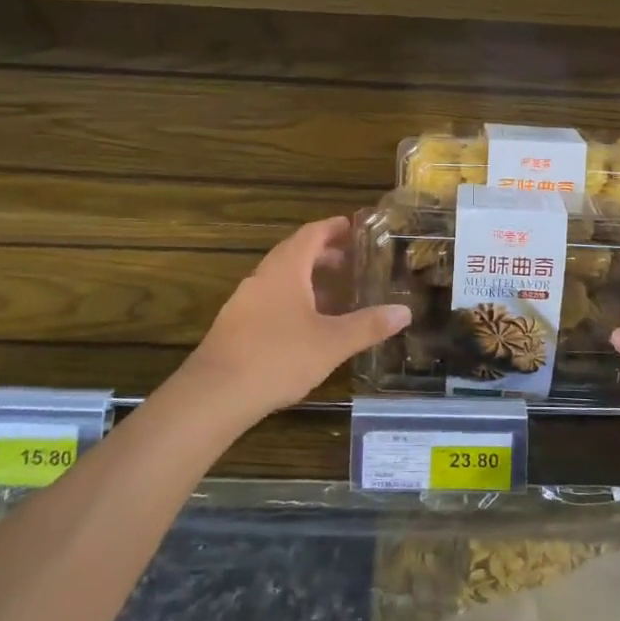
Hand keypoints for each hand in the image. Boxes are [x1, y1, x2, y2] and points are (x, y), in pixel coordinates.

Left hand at [182, 218, 409, 422]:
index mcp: (287, 269)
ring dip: (308, 278)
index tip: (354, 226)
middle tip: (352, 261)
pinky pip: (270, 298)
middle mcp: (263, 276)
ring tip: (336, 293)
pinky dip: (293, 299)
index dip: (334, 227)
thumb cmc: (278, 357)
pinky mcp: (236, 325)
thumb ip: (368, 326)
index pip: (312, 234)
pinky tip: (306, 324)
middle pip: (295, 253)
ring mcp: (245, 301)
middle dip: (324, 253)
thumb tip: (404, 311)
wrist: (214, 394)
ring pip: (281, 278)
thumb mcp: (332, 343)